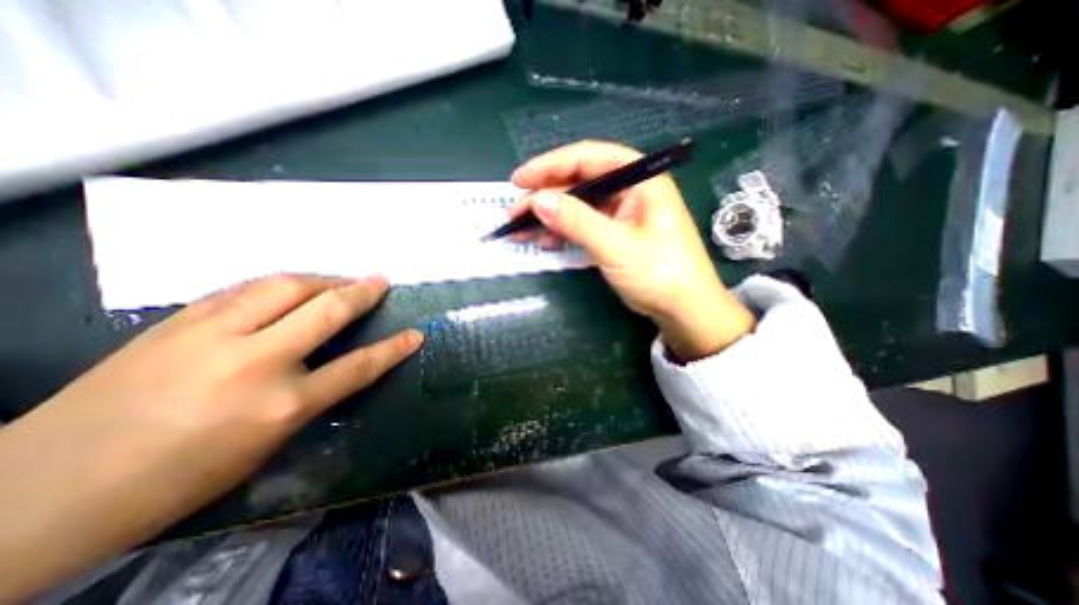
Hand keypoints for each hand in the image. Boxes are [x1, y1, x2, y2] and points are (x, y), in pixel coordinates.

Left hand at [0, 275, 420, 604]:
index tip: (415, 334)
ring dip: (322, 279)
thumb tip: (331, 363)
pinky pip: (245, 289)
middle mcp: (256, 362)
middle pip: (326, 311)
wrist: (40, 491)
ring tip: (339, 279)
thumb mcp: (265, 445)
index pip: (358, 367)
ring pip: (285, 287)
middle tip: (380, 280)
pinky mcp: (178, 321)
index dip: (392, 349)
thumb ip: (308, 397)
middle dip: (361, 292)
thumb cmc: (177, 479)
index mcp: (281, 405)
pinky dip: (278, 283)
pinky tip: (289, 285)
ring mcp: (213, 335)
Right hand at [512, 141, 752, 361]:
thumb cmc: (659, 273)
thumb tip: (537, 201)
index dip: (551, 164)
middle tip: (514, 211)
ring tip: (520, 228)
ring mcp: (621, 213)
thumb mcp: (616, 246)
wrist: (683, 309)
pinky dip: (562, 232)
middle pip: (580, 182)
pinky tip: (544, 241)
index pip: (589, 158)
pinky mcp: (614, 233)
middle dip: (545, 195)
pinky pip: (583, 225)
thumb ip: (577, 222)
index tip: (520, 179)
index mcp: (640, 180)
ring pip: (578, 206)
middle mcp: (629, 190)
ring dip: (549, 216)